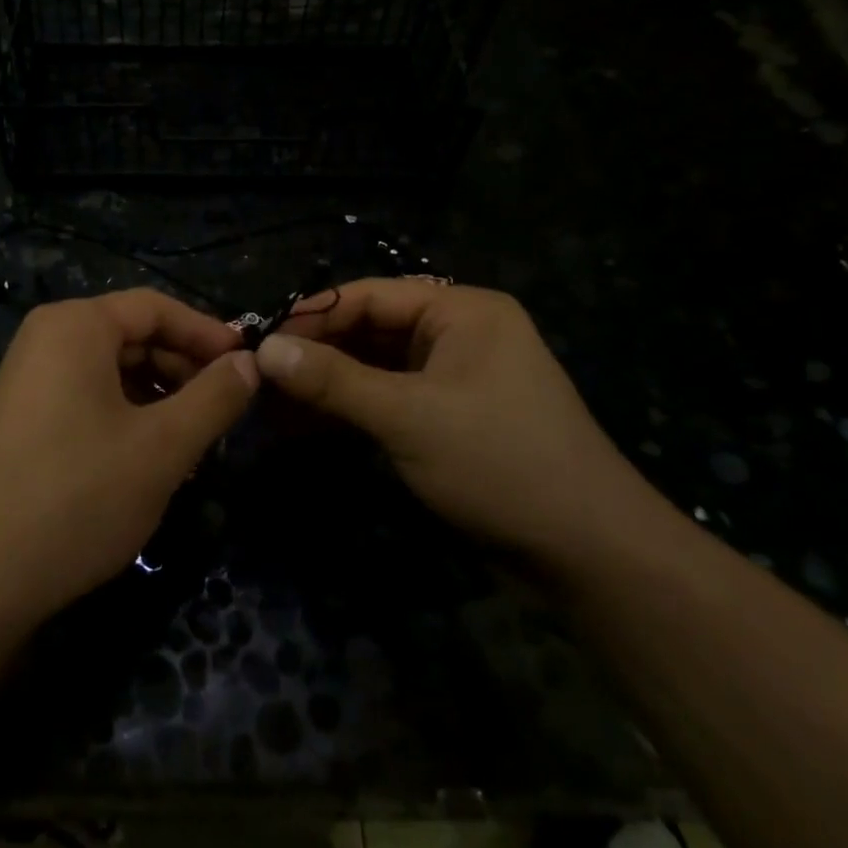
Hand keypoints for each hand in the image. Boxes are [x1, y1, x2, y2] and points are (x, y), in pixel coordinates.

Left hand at [0, 289, 258, 624]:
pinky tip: (151, 461)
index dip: (207, 333)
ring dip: (160, 399)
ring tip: (194, 443)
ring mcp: (28, 381)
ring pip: (112, 372)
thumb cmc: (78, 496)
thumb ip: (215, 397)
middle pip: (132, 336)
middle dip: (184, 369)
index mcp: (75, 326)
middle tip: (225, 411)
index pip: (155, 307)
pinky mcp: (22, 420)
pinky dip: (127, 419)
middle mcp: (46, 340)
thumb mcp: (163, 446)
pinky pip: (87, 400)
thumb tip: (250, 362)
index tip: (248, 365)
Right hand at [256, 280, 670, 570]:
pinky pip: (390, 399)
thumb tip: (264, 349)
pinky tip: (306, 425)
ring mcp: (456, 377)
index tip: (259, 340)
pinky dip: (351, 410)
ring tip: (271, 403)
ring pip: (376, 368)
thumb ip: (333, 380)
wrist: (587, 551)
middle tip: (259, 377)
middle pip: (371, 330)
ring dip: (328, 385)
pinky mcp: (450, 417)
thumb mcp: (408, 416)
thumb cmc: (498, 462)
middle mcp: (459, 334)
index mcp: (462, 311)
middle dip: (316, 354)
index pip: (371, 296)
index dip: (313, 316)